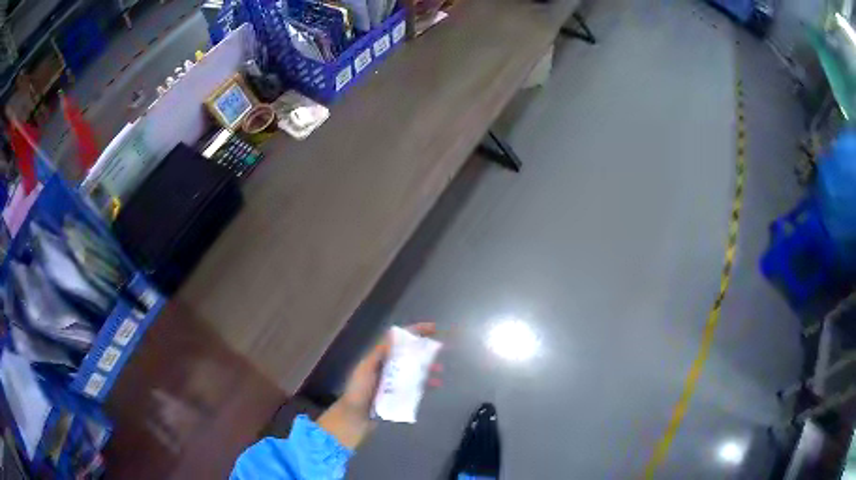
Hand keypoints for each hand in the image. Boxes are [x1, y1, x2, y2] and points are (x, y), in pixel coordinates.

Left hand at [318, 322, 441, 448]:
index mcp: (379, 358)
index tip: (432, 329)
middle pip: (409, 354)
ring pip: (415, 370)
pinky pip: (416, 386)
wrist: (355, 417)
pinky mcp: (400, 395)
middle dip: (425, 350)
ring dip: (427, 367)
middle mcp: (388, 367)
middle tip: (440, 350)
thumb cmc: (358, 391)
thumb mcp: (366, 369)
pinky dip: (426, 384)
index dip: (414, 332)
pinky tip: (435, 385)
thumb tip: (394, 334)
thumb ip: (379, 353)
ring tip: (439, 370)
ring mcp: (395, 382)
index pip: (398, 340)